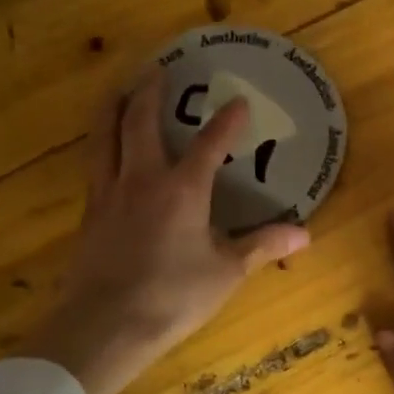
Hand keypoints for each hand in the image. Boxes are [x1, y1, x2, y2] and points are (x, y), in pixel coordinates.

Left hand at [22, 75, 310, 393]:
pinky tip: (104, 150)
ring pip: (104, 136)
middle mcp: (142, 179)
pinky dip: (101, 144)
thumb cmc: (173, 296)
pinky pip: (94, 165)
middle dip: (151, 92)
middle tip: (158, 69)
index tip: (239, 102)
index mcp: (182, 189)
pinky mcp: (88, 213)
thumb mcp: (226, 272)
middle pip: (140, 122)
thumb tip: (305, 234)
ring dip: (112, 108)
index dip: (227, 121)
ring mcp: (108, 194)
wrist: (105, 324)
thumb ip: (262, 246)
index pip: (209, 144)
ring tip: (118, 90)